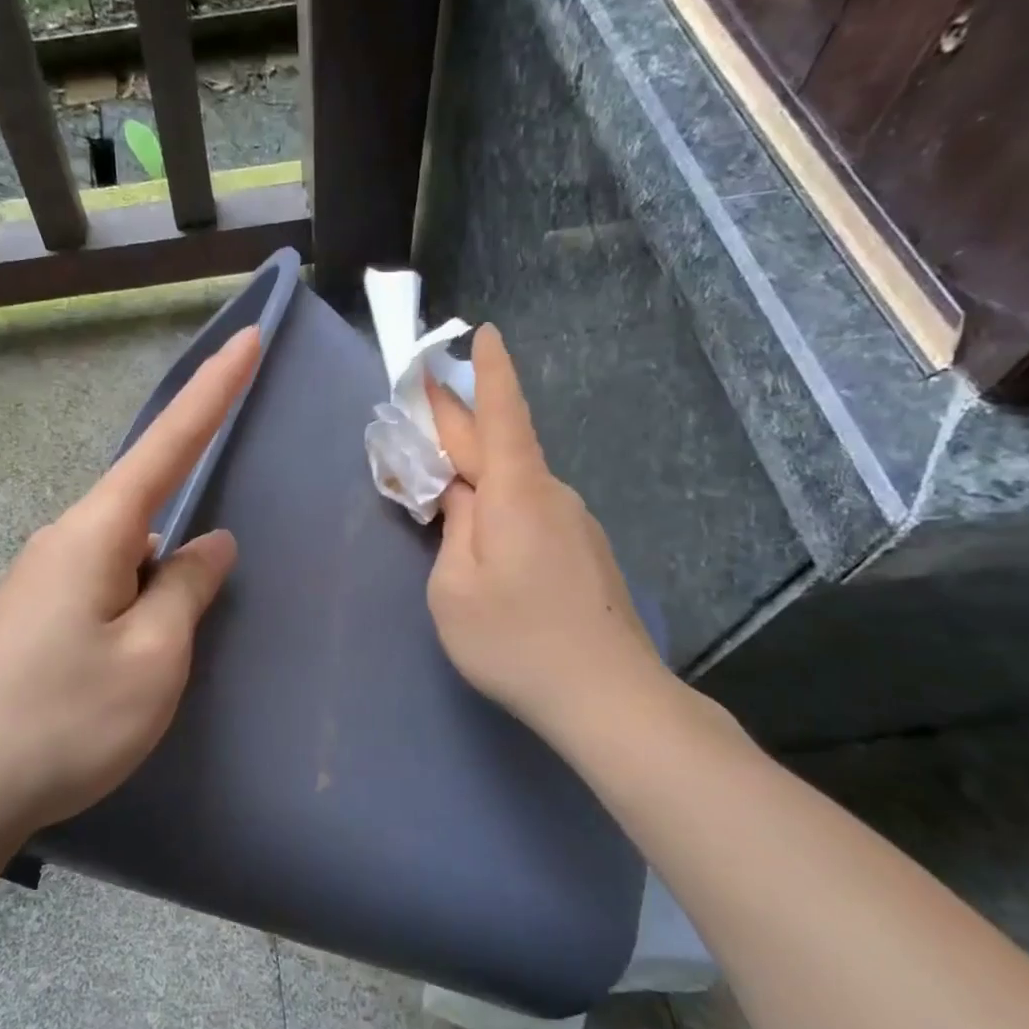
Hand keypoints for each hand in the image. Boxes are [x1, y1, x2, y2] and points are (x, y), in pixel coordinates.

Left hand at [0, 326, 261, 832]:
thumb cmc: (63, 720)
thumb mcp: (153, 657)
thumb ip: (188, 589)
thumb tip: (209, 542)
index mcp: (97, 533)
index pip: (169, 443)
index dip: (214, 390)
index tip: (248, 337)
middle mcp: (64, 541)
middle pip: (147, 507)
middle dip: (185, 535)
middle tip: (195, 608)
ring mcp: (42, 581)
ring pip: (127, 559)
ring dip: (158, 592)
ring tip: (159, 661)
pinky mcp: (32, 619)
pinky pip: (104, 590)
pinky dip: (135, 612)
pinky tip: (132, 665)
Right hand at [426, 325, 675, 745]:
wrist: (607, 696)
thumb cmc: (515, 639)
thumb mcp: (453, 587)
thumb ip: (451, 529)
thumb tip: (460, 497)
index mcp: (515, 492)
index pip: (500, 414)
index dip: (488, 372)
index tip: (483, 332)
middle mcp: (550, 494)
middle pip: (499, 446)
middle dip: (458, 424)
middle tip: (420, 412)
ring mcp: (573, 523)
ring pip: (514, 484)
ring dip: (476, 476)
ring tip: (440, 490)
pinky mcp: (584, 551)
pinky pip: (531, 512)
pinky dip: (499, 508)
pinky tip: (485, 541)